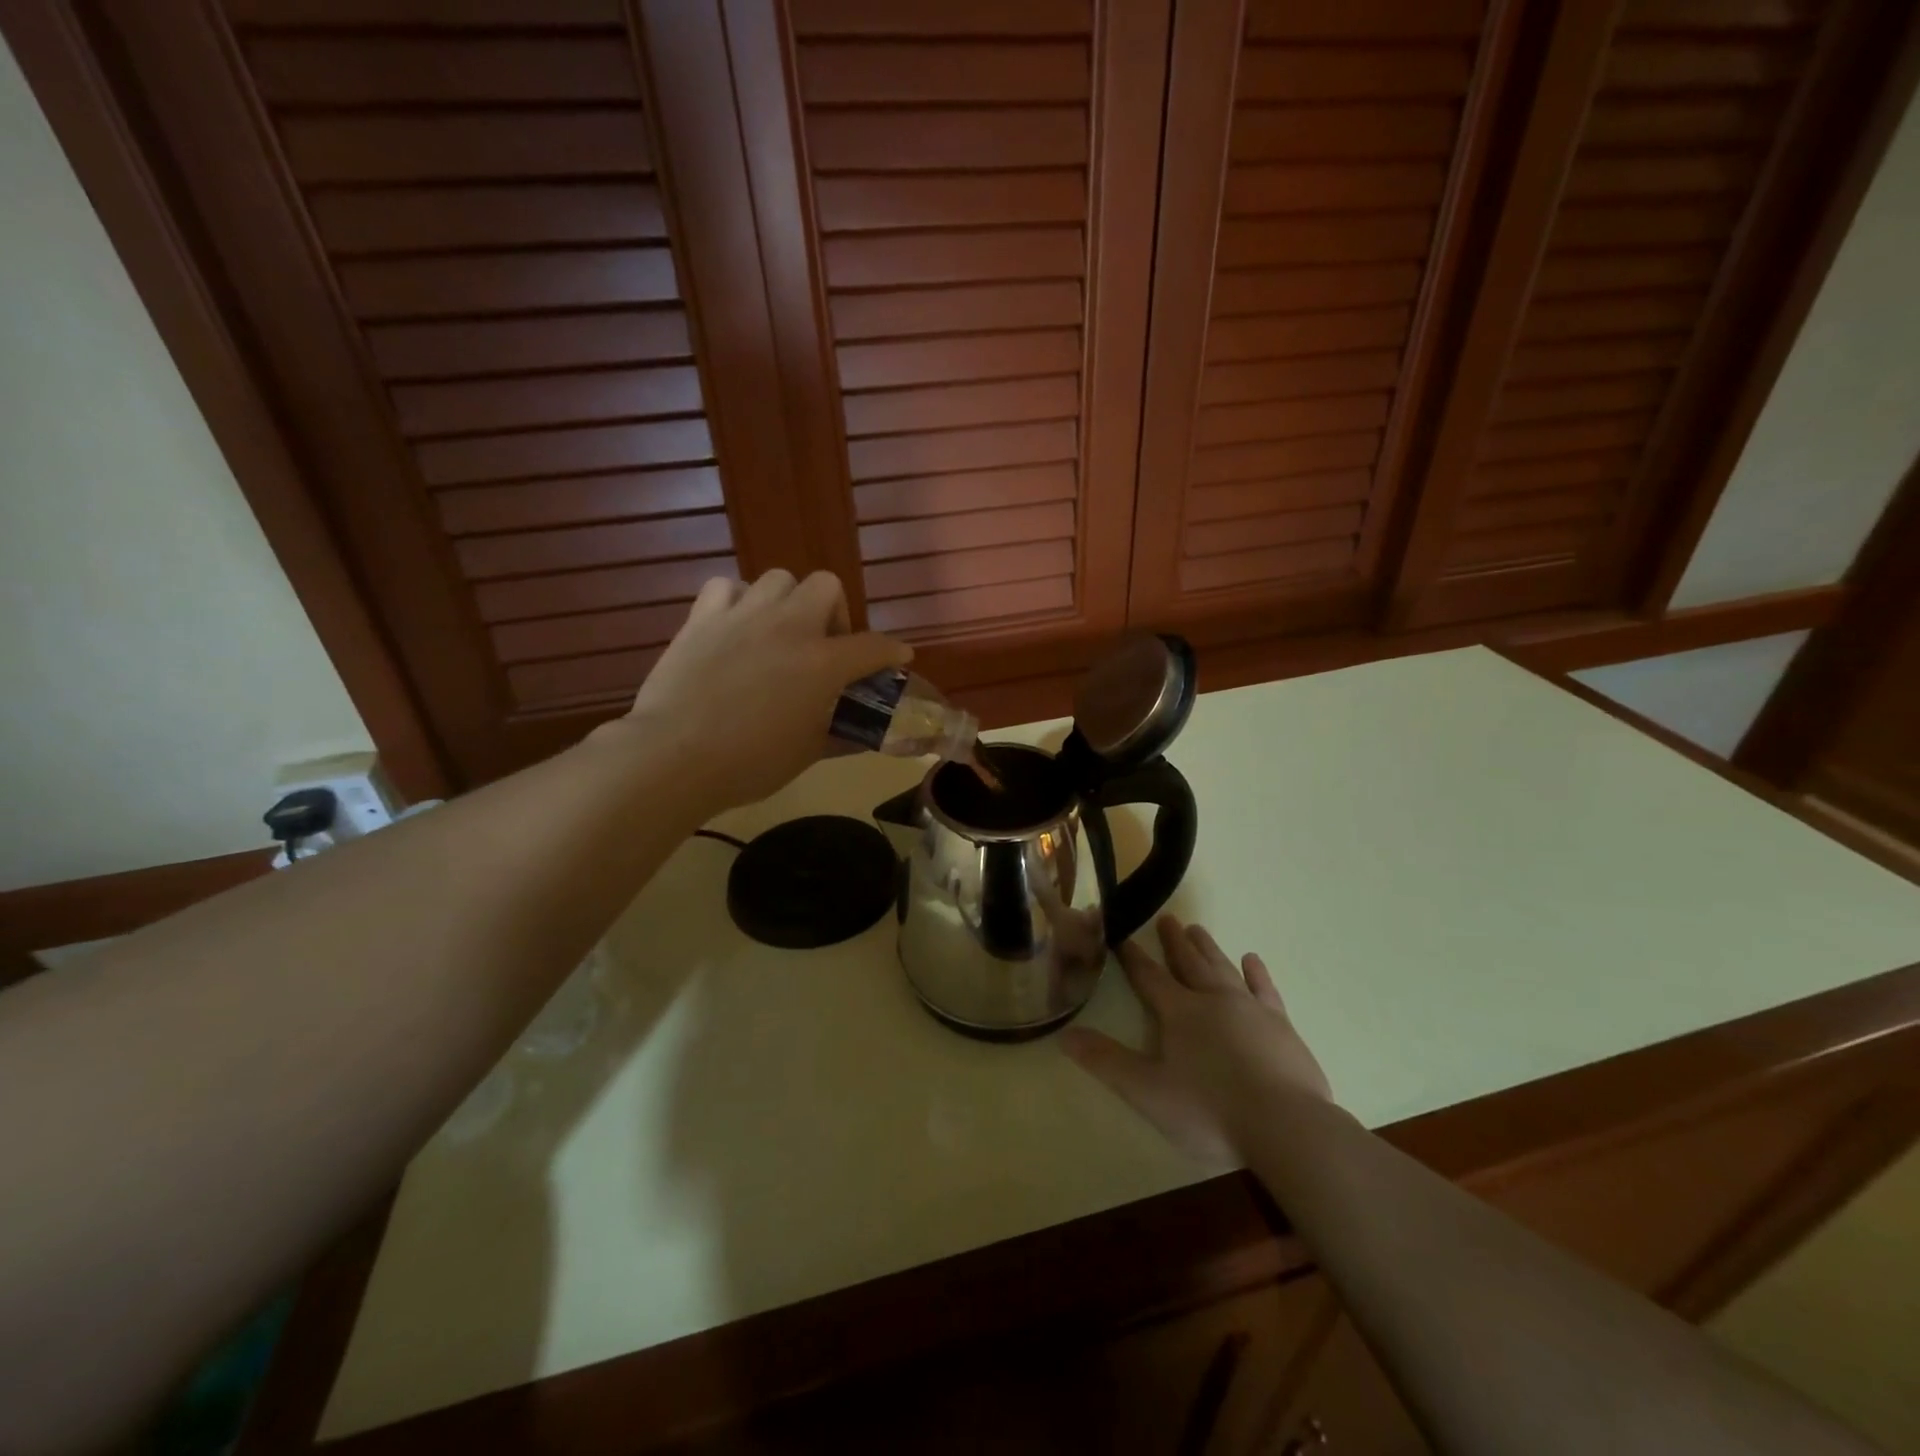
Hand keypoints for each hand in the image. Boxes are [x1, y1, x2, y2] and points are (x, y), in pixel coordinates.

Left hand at [619, 570, 911, 811]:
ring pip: (778, 579)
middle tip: (823, 644)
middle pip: (826, 586)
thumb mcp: (807, 753)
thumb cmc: (750, 762)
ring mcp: (743, 615)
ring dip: (787, 602)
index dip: (892, 651)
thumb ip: (839, 735)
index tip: (898, 656)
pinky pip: (726, 587)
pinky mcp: (702, 618)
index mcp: (823, 663)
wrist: (674, 756)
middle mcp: (789, 626)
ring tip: (778, 632)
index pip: (873, 647)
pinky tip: (734, 626)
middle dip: (834, 611)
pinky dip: (736, 601)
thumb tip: (859, 734)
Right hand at [1062, 917, 1332, 1163]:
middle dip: (1175, 942)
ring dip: (1208, 949)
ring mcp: (1251, 1010)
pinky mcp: (1282, 1026)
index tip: (1121, 935)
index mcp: (1180, 1013)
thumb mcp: (1148, 1092)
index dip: (1133, 957)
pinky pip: (1265, 989)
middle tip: (1167, 918)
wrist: (1287, 1128)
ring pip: (1224, 968)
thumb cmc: (1211, 1111)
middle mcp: (1214, 1000)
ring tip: (1198, 930)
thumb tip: (1065, 1035)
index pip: (1149, 977)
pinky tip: (1252, 960)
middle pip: (1189, 963)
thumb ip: (1107, 1062)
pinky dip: (1256, 972)